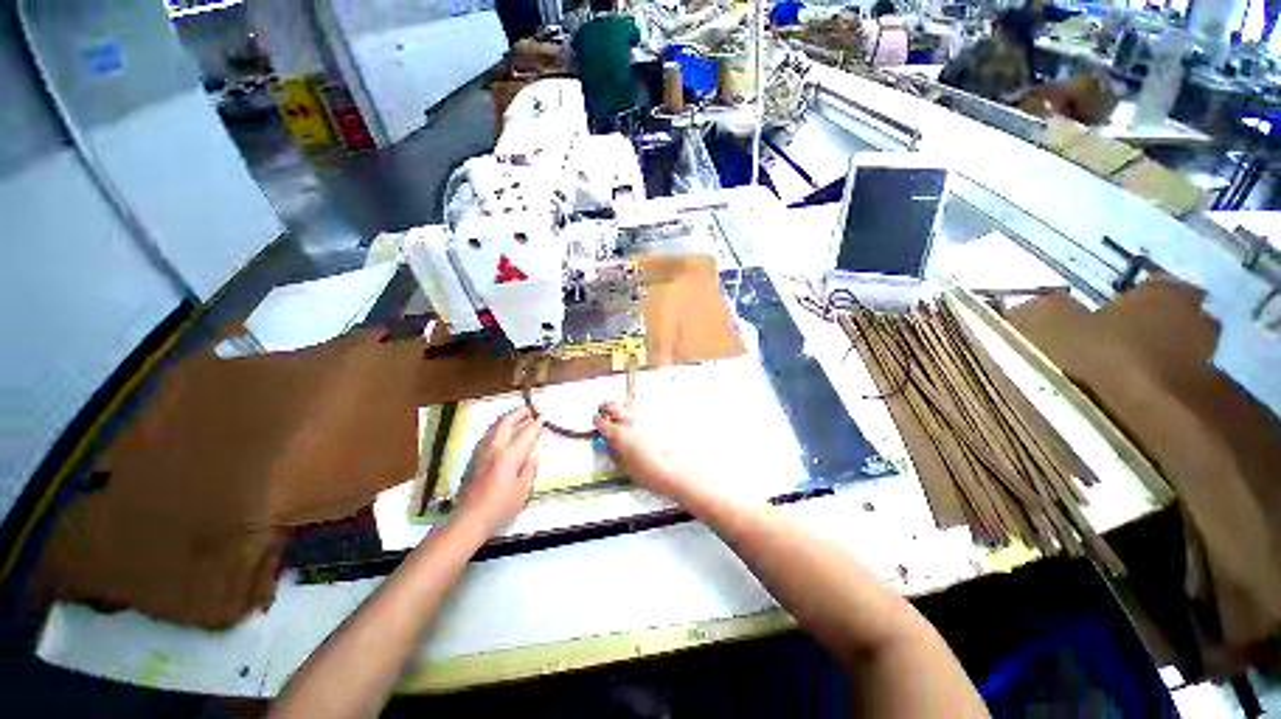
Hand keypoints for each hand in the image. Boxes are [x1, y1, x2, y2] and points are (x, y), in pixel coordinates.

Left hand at [455, 407, 543, 534]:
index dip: (537, 423)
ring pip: (496, 426)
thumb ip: (530, 466)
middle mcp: (494, 448)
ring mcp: (482, 451)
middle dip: (520, 413)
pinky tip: (505, 431)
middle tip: (532, 409)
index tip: (545, 415)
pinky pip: (489, 434)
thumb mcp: (522, 489)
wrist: (468, 520)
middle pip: (506, 422)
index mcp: (508, 455)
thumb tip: (537, 450)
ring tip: (521, 416)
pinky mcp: (475, 458)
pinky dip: (500, 427)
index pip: (526, 433)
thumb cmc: (500, 507)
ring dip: (509, 418)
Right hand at [593, 403, 688, 498]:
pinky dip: (634, 415)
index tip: (596, 422)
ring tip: (621, 420)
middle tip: (605, 415)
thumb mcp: (623, 466)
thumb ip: (613, 452)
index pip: (600, 421)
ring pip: (626, 407)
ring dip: (621, 411)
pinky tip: (637, 425)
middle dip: (607, 410)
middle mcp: (628, 421)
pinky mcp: (654, 418)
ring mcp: (642, 418)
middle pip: (612, 407)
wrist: (672, 469)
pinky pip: (639, 413)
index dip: (596, 421)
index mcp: (617, 434)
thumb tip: (609, 445)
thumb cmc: (646, 472)